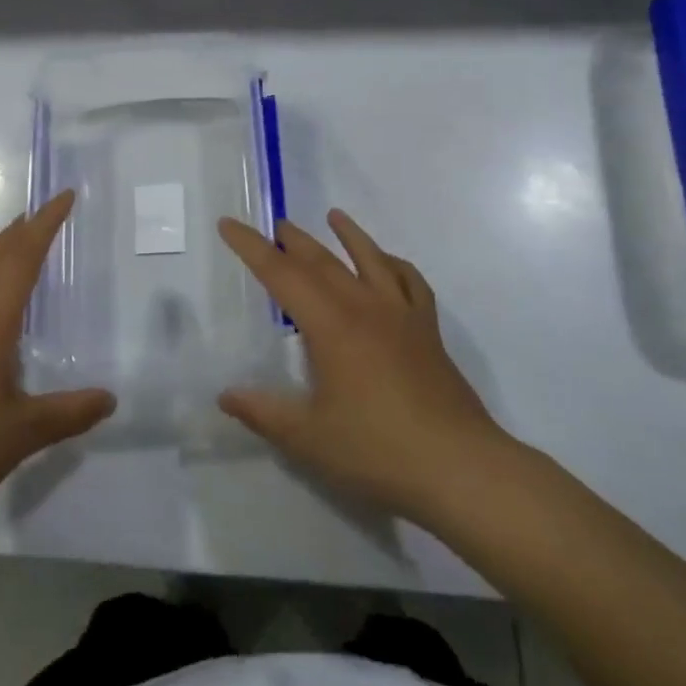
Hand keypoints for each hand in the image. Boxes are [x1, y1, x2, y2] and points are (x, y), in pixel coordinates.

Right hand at [216, 210, 509, 523]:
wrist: (460, 468)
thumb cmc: (377, 451)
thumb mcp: (307, 438)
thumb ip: (263, 412)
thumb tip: (226, 396)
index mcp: (331, 325)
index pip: (281, 274)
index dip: (251, 247)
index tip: (229, 224)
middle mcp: (365, 308)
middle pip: (322, 261)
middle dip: (294, 240)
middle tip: (275, 224)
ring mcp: (402, 317)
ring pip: (370, 260)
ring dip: (349, 236)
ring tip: (334, 216)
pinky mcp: (428, 333)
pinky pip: (410, 283)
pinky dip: (395, 264)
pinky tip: (388, 263)